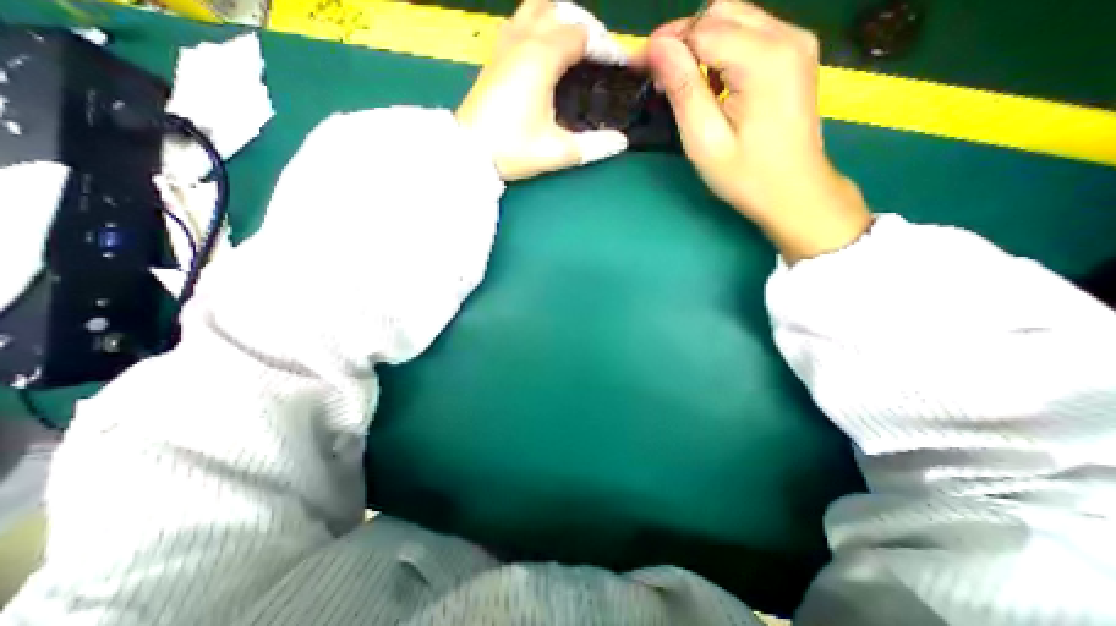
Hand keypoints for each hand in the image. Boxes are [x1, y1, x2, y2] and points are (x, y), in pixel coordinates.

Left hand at [452, 1, 625, 179]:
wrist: (470, 153)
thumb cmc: (512, 150)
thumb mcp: (557, 152)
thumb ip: (593, 146)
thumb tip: (621, 141)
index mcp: (541, 58)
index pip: (582, 34)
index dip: (604, 46)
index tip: (618, 65)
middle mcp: (522, 41)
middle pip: (561, 10)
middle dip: (586, 26)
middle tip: (599, 55)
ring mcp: (504, 45)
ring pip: (537, 7)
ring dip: (560, 18)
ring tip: (575, 46)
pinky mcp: (494, 56)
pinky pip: (519, 21)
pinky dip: (539, 24)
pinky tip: (544, 49)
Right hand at [647, 1, 869, 261]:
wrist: (795, 192)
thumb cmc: (746, 176)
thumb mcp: (705, 140)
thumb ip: (683, 90)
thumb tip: (656, 48)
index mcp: (765, 60)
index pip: (703, 28)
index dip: (665, 43)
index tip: (638, 66)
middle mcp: (787, 36)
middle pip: (721, 12)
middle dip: (682, 39)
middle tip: (658, 76)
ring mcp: (796, 42)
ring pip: (735, 19)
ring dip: (701, 45)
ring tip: (681, 83)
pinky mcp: (795, 55)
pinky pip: (750, 35)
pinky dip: (722, 51)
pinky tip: (712, 84)